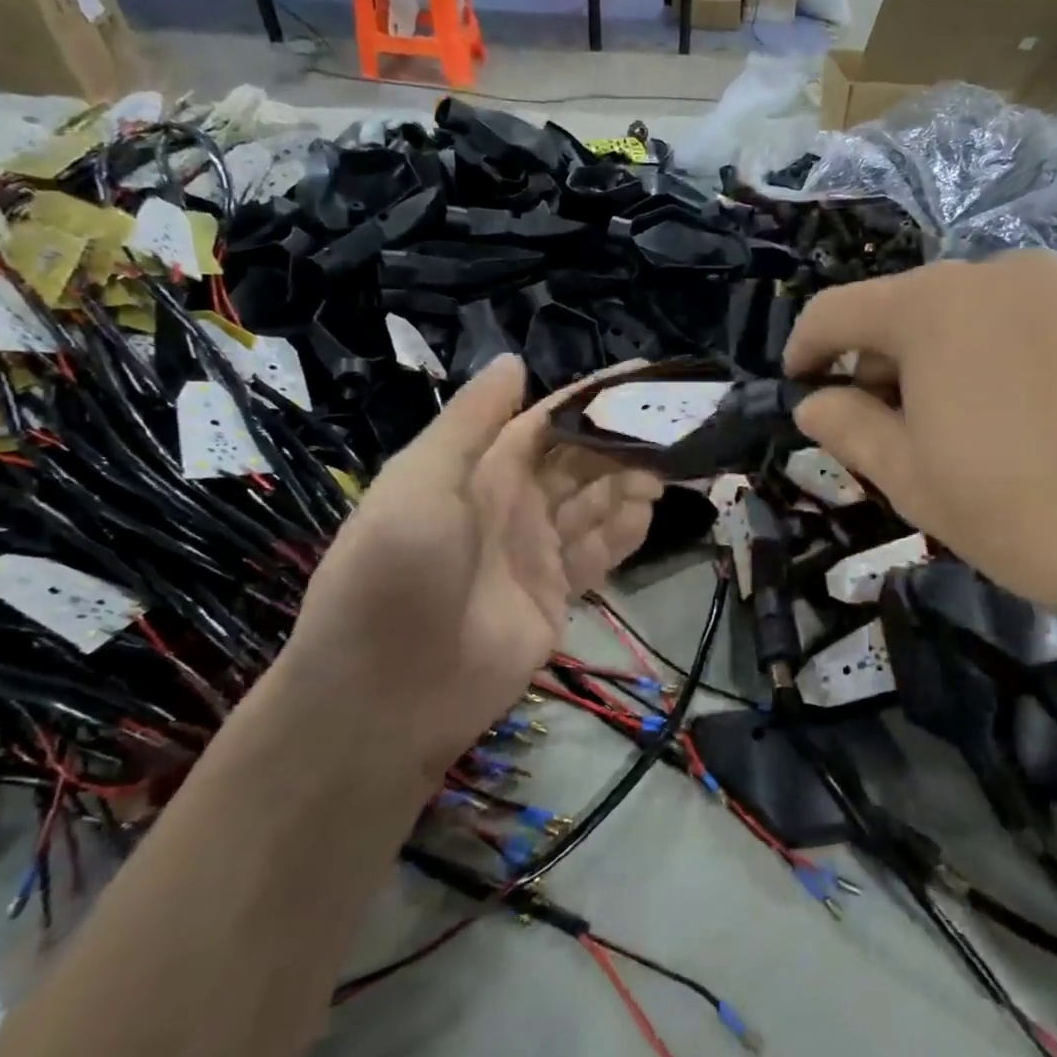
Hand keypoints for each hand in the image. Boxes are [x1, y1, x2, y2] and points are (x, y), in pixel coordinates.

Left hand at [283, 356, 662, 779]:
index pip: (549, 421)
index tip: (642, 379)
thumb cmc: (395, 573)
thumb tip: (515, 359)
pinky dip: (625, 531)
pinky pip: (600, 552)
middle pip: (582, 462)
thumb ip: (471, 423)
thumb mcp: (421, 483)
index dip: (593, 399)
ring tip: (663, 473)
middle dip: (622, 444)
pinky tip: (647, 513)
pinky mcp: (557, 595)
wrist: (385, 696)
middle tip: (671, 431)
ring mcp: (538, 551)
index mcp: (482, 471)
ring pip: (598, 504)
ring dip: (630, 485)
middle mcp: (515, 504)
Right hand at [784, 252, 1056, 684]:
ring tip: (954, 441)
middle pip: (903, 313)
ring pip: (963, 321)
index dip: (805, 351)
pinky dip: (990, 365)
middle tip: (882, 442)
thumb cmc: (1037, 509)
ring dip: (935, 370)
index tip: (799, 391)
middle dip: (877, 370)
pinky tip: (1018, 426)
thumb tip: (814, 401)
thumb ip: (852, 431)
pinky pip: (1018, 328)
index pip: (836, 312)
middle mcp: (992, 273)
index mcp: (932, 306)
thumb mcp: (919, 483)